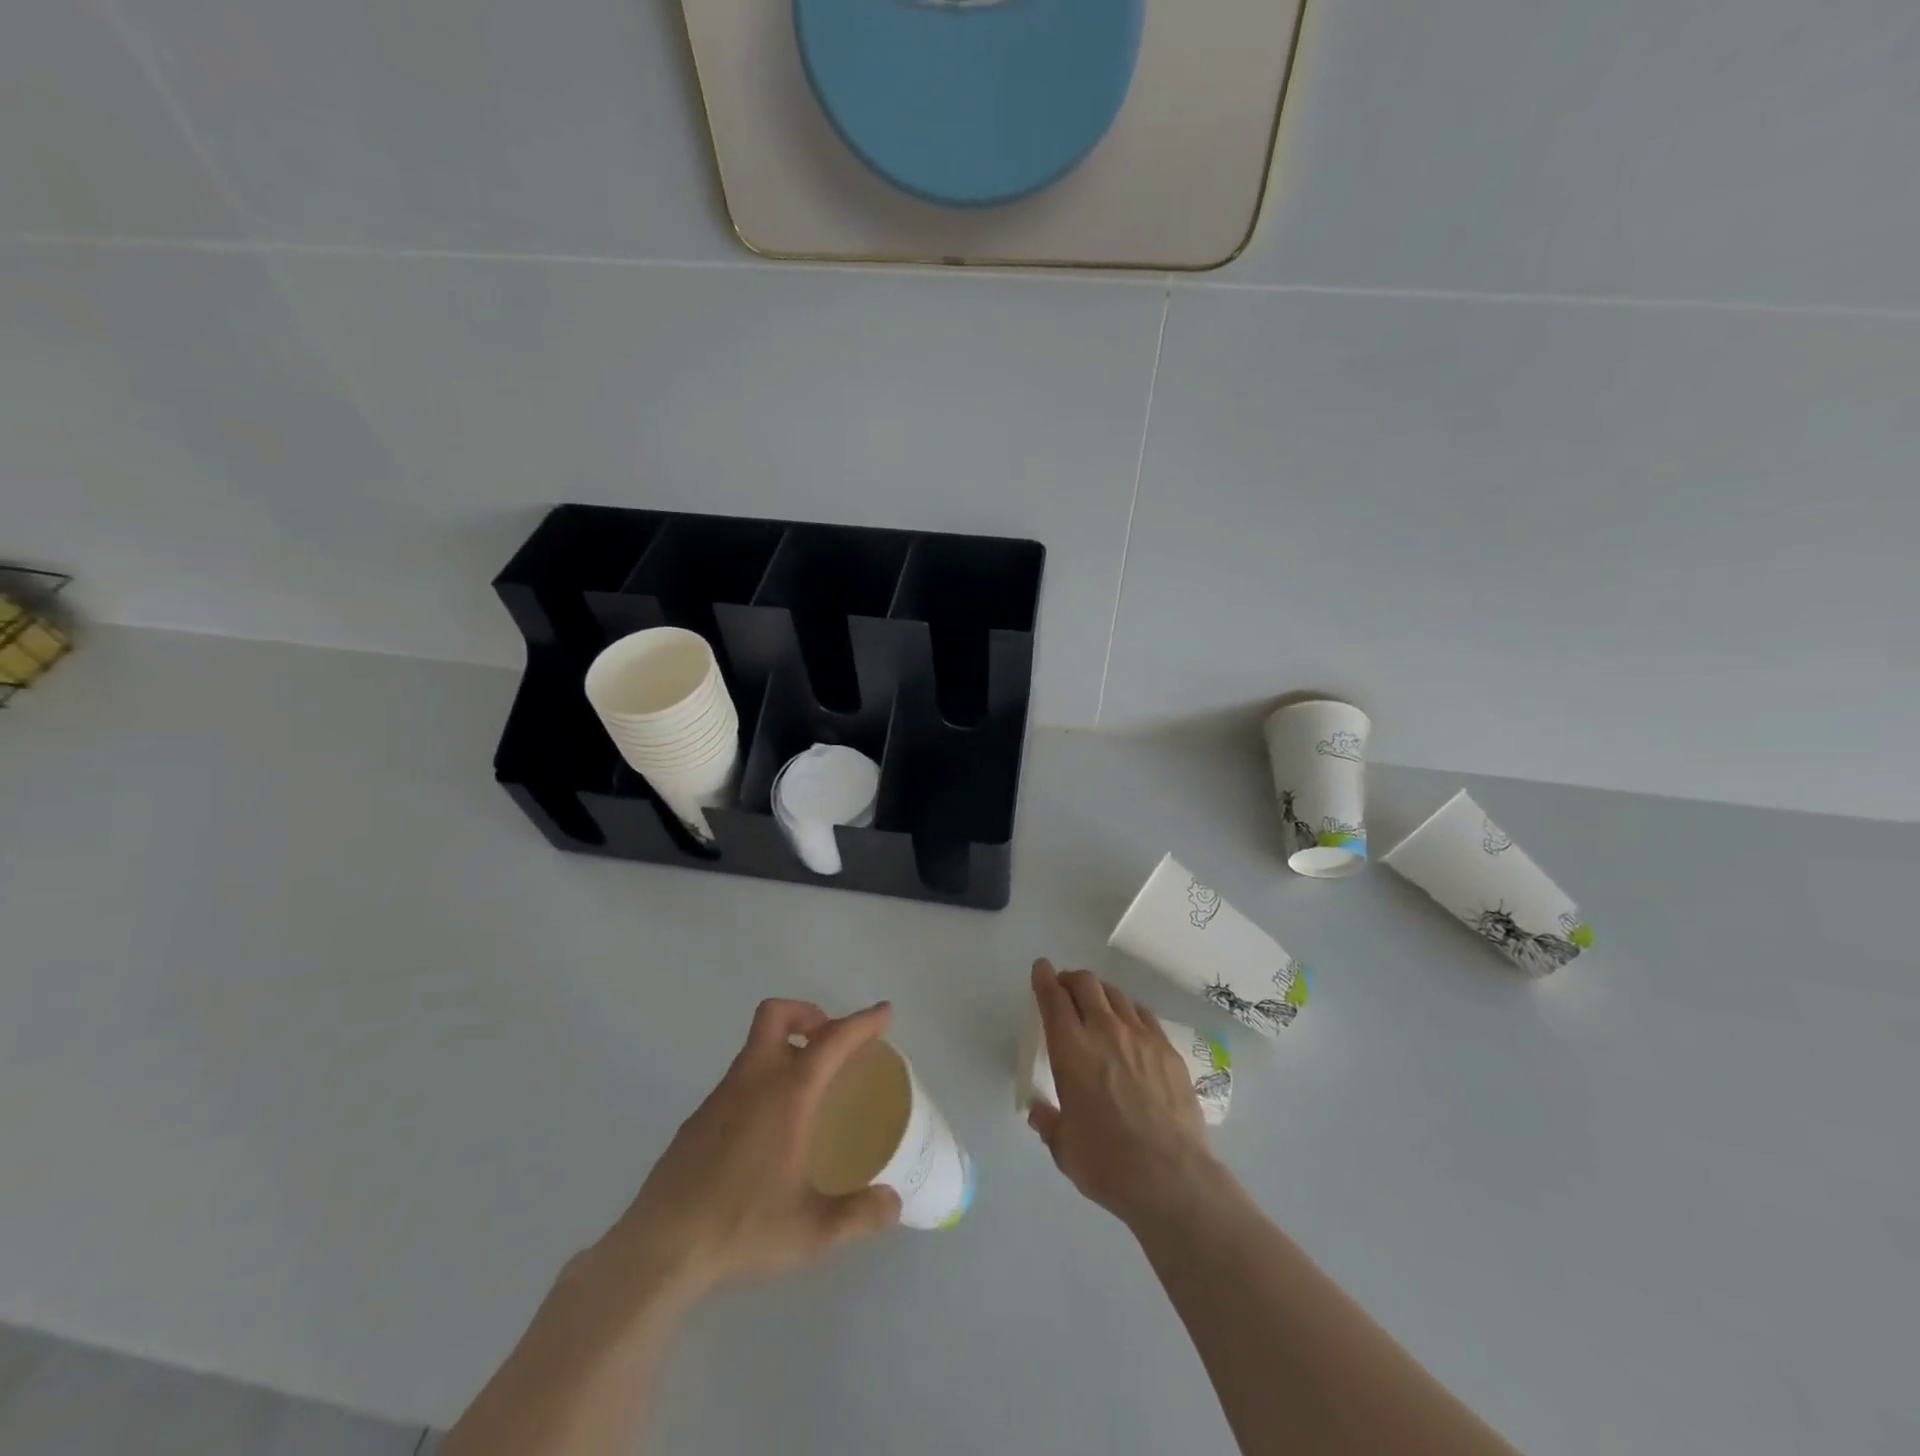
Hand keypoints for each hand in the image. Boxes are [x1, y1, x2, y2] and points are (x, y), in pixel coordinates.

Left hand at [600, 999, 901, 1304]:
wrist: (659, 1252)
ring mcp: (719, 1098)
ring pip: (755, 1046)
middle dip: (809, 1014)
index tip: (884, 1012)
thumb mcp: (811, 1232)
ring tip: (808, 1091)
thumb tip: (892, 1204)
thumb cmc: (741, 1229)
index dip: (861, 1022)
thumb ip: (858, 1216)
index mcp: (786, 1095)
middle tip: (832, 1044)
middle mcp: (752, 1082)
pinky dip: (762, 1081)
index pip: (831, 1041)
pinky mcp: (697, 1120)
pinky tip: (769, 1131)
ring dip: (784, 1048)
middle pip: (777, 1015)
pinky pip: (739, 1079)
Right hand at [1026, 959, 1218, 1226]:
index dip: (1043, 978)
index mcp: (1071, 1050)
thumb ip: (1048, 1122)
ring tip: (1096, 1003)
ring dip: (1099, 991)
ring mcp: (1141, 1036)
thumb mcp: (1064, 1148)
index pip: (1052, 998)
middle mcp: (1104, 1031)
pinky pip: (1143, 1014)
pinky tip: (1129, 1024)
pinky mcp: (1168, 1049)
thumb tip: (1039, 1111)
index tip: (1041, 968)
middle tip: (1065, 989)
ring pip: (1116, 994)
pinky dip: (1128, 1009)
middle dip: (1070, 979)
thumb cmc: (1107, 1163)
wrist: (1172, 1177)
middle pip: (1085, 984)